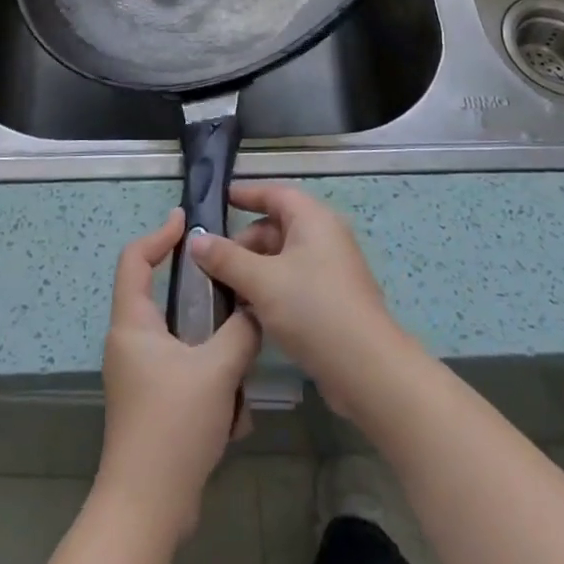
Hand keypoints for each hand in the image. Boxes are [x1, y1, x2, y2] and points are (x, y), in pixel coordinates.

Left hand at [96, 209, 260, 542]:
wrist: (148, 509)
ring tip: (241, 377)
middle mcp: (131, 343)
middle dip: (206, 305)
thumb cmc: (173, 426)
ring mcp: (141, 376)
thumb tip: (257, 308)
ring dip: (217, 358)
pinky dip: (213, 389)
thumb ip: (242, 330)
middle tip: (237, 296)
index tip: (187, 221)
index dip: (159, 234)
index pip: (135, 259)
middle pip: (167, 300)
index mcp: (133, 324)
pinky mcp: (155, 404)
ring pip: (186, 343)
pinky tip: (231, 419)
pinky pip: (189, 376)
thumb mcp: (217, 370)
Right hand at [188, 183, 415, 421]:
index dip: (247, 195)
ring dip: (253, 269)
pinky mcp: (331, 301)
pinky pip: (292, 282)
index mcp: (313, 220)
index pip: (275, 194)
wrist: (367, 370)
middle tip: (211, 262)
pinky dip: (269, 289)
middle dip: (243, 242)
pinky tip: (247, 311)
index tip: (219, 200)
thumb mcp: (261, 281)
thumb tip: (196, 239)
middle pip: (276, 227)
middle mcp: (324, 238)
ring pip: (282, 258)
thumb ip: (226, 258)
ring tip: (223, 289)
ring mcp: (330, 271)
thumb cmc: (313, 309)